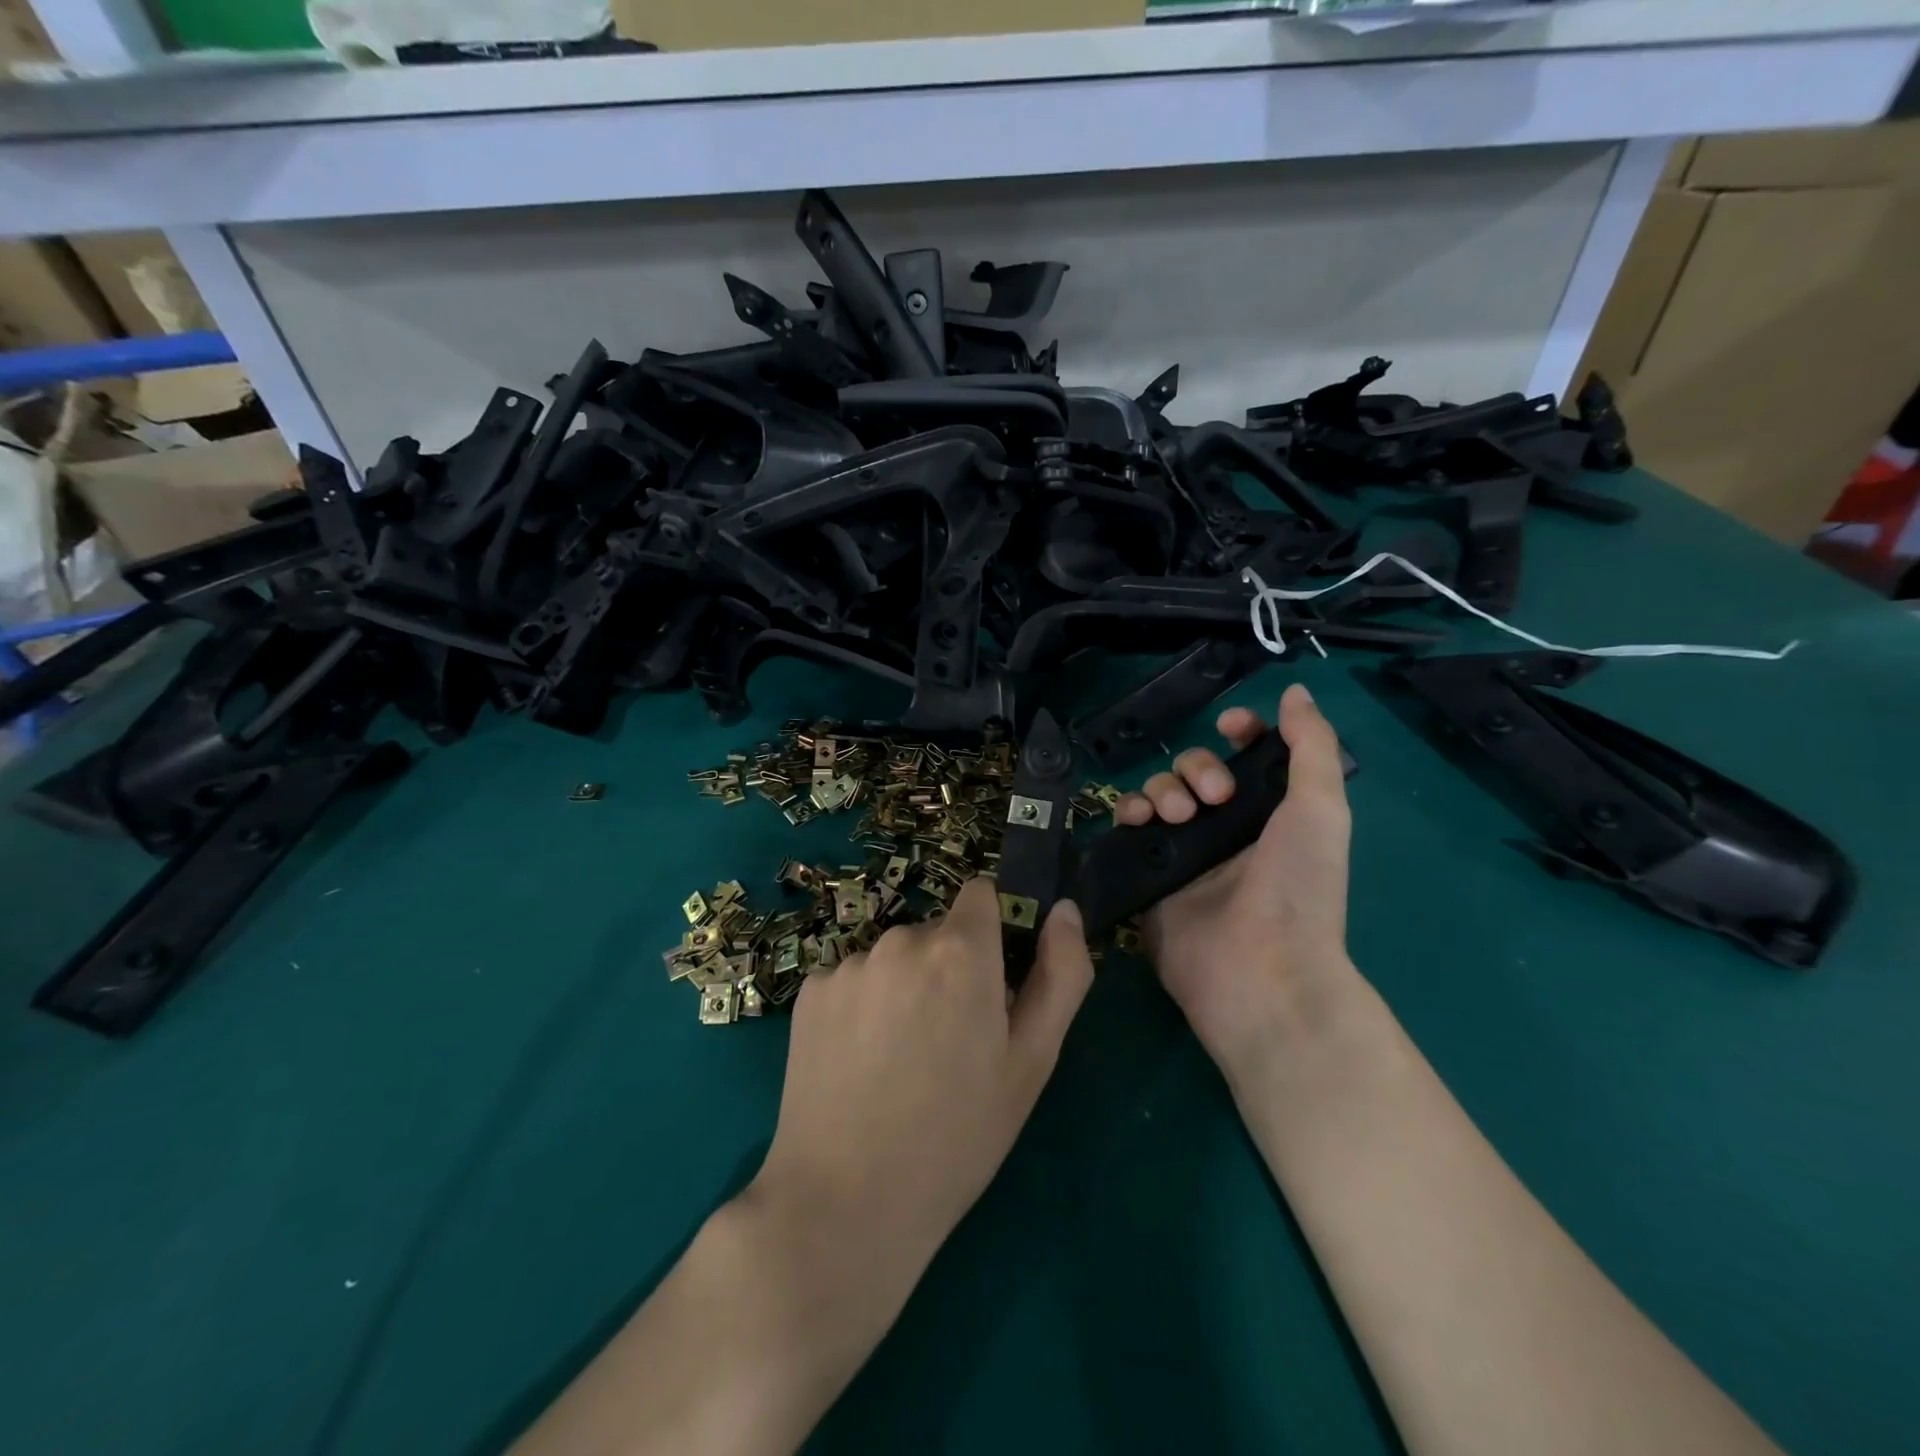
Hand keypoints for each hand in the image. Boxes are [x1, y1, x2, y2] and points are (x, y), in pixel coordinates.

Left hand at [748, 878, 1094, 1283]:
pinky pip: (852, 980)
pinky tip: (859, 1064)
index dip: (993, 931)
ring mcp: (848, 964)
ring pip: (894, 959)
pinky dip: (862, 1007)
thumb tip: (1063, 908)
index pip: (982, 895)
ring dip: (905, 987)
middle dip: (950, 968)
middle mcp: (901, 939)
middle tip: (951, 1042)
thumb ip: (1061, 974)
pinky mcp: (809, 992)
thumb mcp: (1032, 1062)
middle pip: (938, 932)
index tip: (994, 982)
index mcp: (961, 950)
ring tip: (901, 1061)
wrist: (845, 1204)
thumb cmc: (958, 1137)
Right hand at [1113, 683, 1353, 1079]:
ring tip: (1174, 815)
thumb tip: (1295, 691)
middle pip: (1195, 769)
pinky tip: (1138, 819)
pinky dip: (1129, 811)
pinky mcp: (1148, 874)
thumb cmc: (1298, 887)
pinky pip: (1130, 827)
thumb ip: (1311, 746)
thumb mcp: (1321, 808)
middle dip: (1197, 768)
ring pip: (1159, 792)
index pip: (1246, 756)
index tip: (1229, 726)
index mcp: (1270, 812)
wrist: (1258, 969)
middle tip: (1211, 798)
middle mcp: (1225, 828)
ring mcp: (1184, 852)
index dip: (1237, 733)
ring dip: (1162, 788)